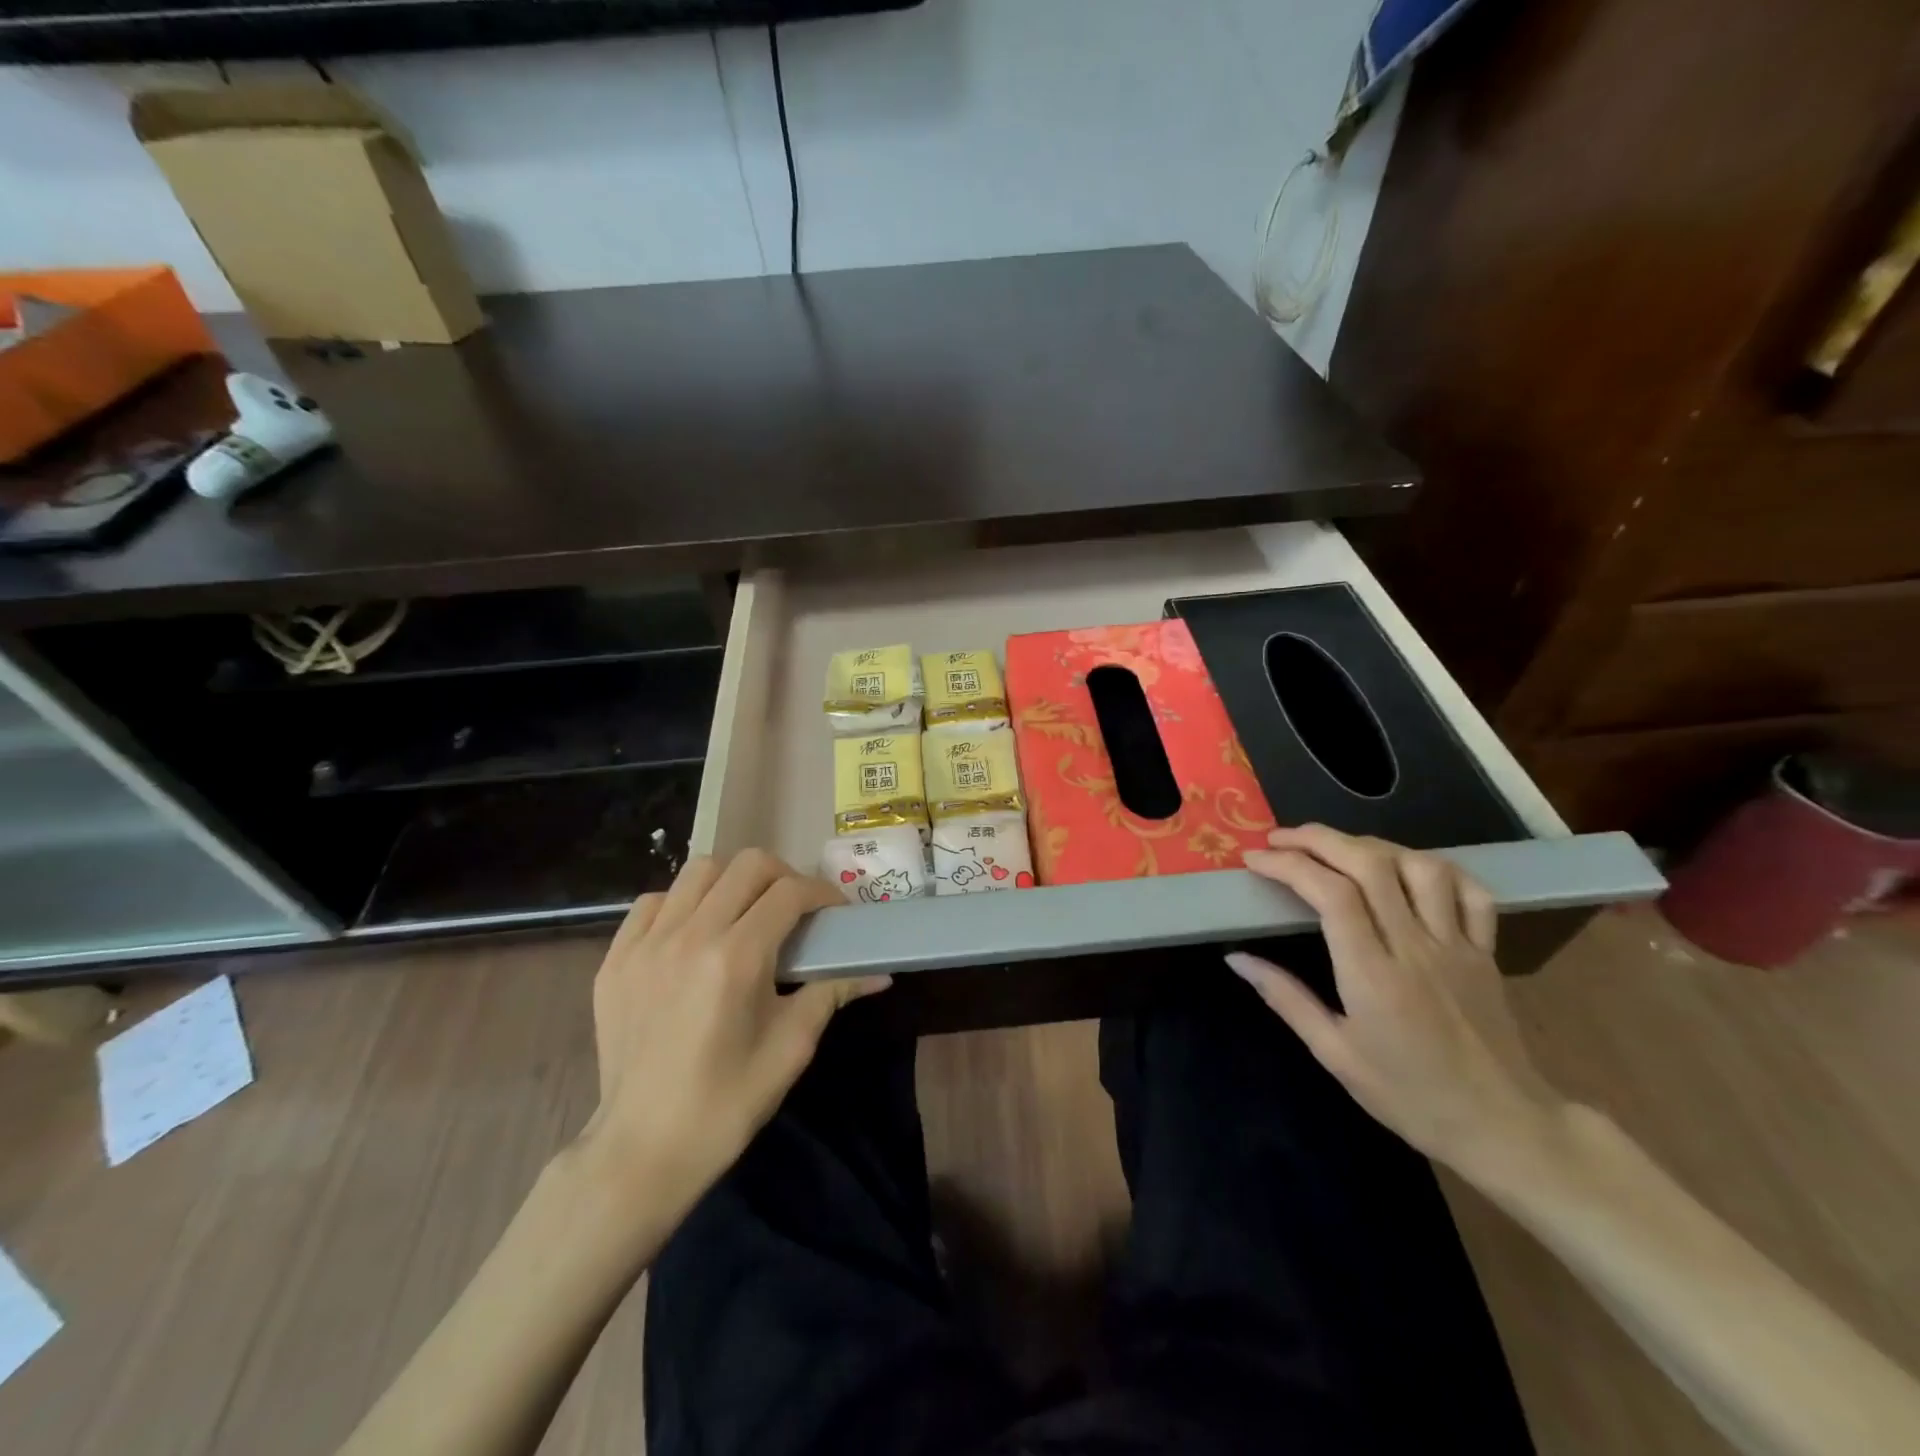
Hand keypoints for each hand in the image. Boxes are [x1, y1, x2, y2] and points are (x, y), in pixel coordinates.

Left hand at [574, 850, 889, 1208]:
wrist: (642, 1150)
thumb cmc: (726, 1103)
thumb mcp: (791, 1047)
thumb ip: (833, 993)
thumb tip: (880, 971)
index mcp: (735, 958)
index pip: (789, 892)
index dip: (822, 893)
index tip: (836, 913)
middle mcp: (689, 935)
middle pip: (747, 865)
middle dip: (783, 877)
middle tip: (796, 909)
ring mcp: (645, 944)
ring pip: (698, 870)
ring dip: (733, 881)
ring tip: (746, 912)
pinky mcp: (616, 959)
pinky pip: (654, 902)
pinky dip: (683, 902)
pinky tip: (695, 932)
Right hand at [1229, 825, 1566, 1172]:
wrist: (1506, 1129)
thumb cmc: (1410, 1097)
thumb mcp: (1334, 1054)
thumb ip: (1286, 998)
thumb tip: (1237, 958)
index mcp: (1373, 975)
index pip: (1330, 894)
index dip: (1288, 864)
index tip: (1255, 858)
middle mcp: (1415, 947)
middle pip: (1369, 864)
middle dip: (1318, 839)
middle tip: (1281, 838)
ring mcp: (1457, 945)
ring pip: (1419, 866)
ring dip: (1370, 845)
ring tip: (1338, 850)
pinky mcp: (1486, 951)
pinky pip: (1470, 892)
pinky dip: (1436, 868)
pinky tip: (1407, 869)